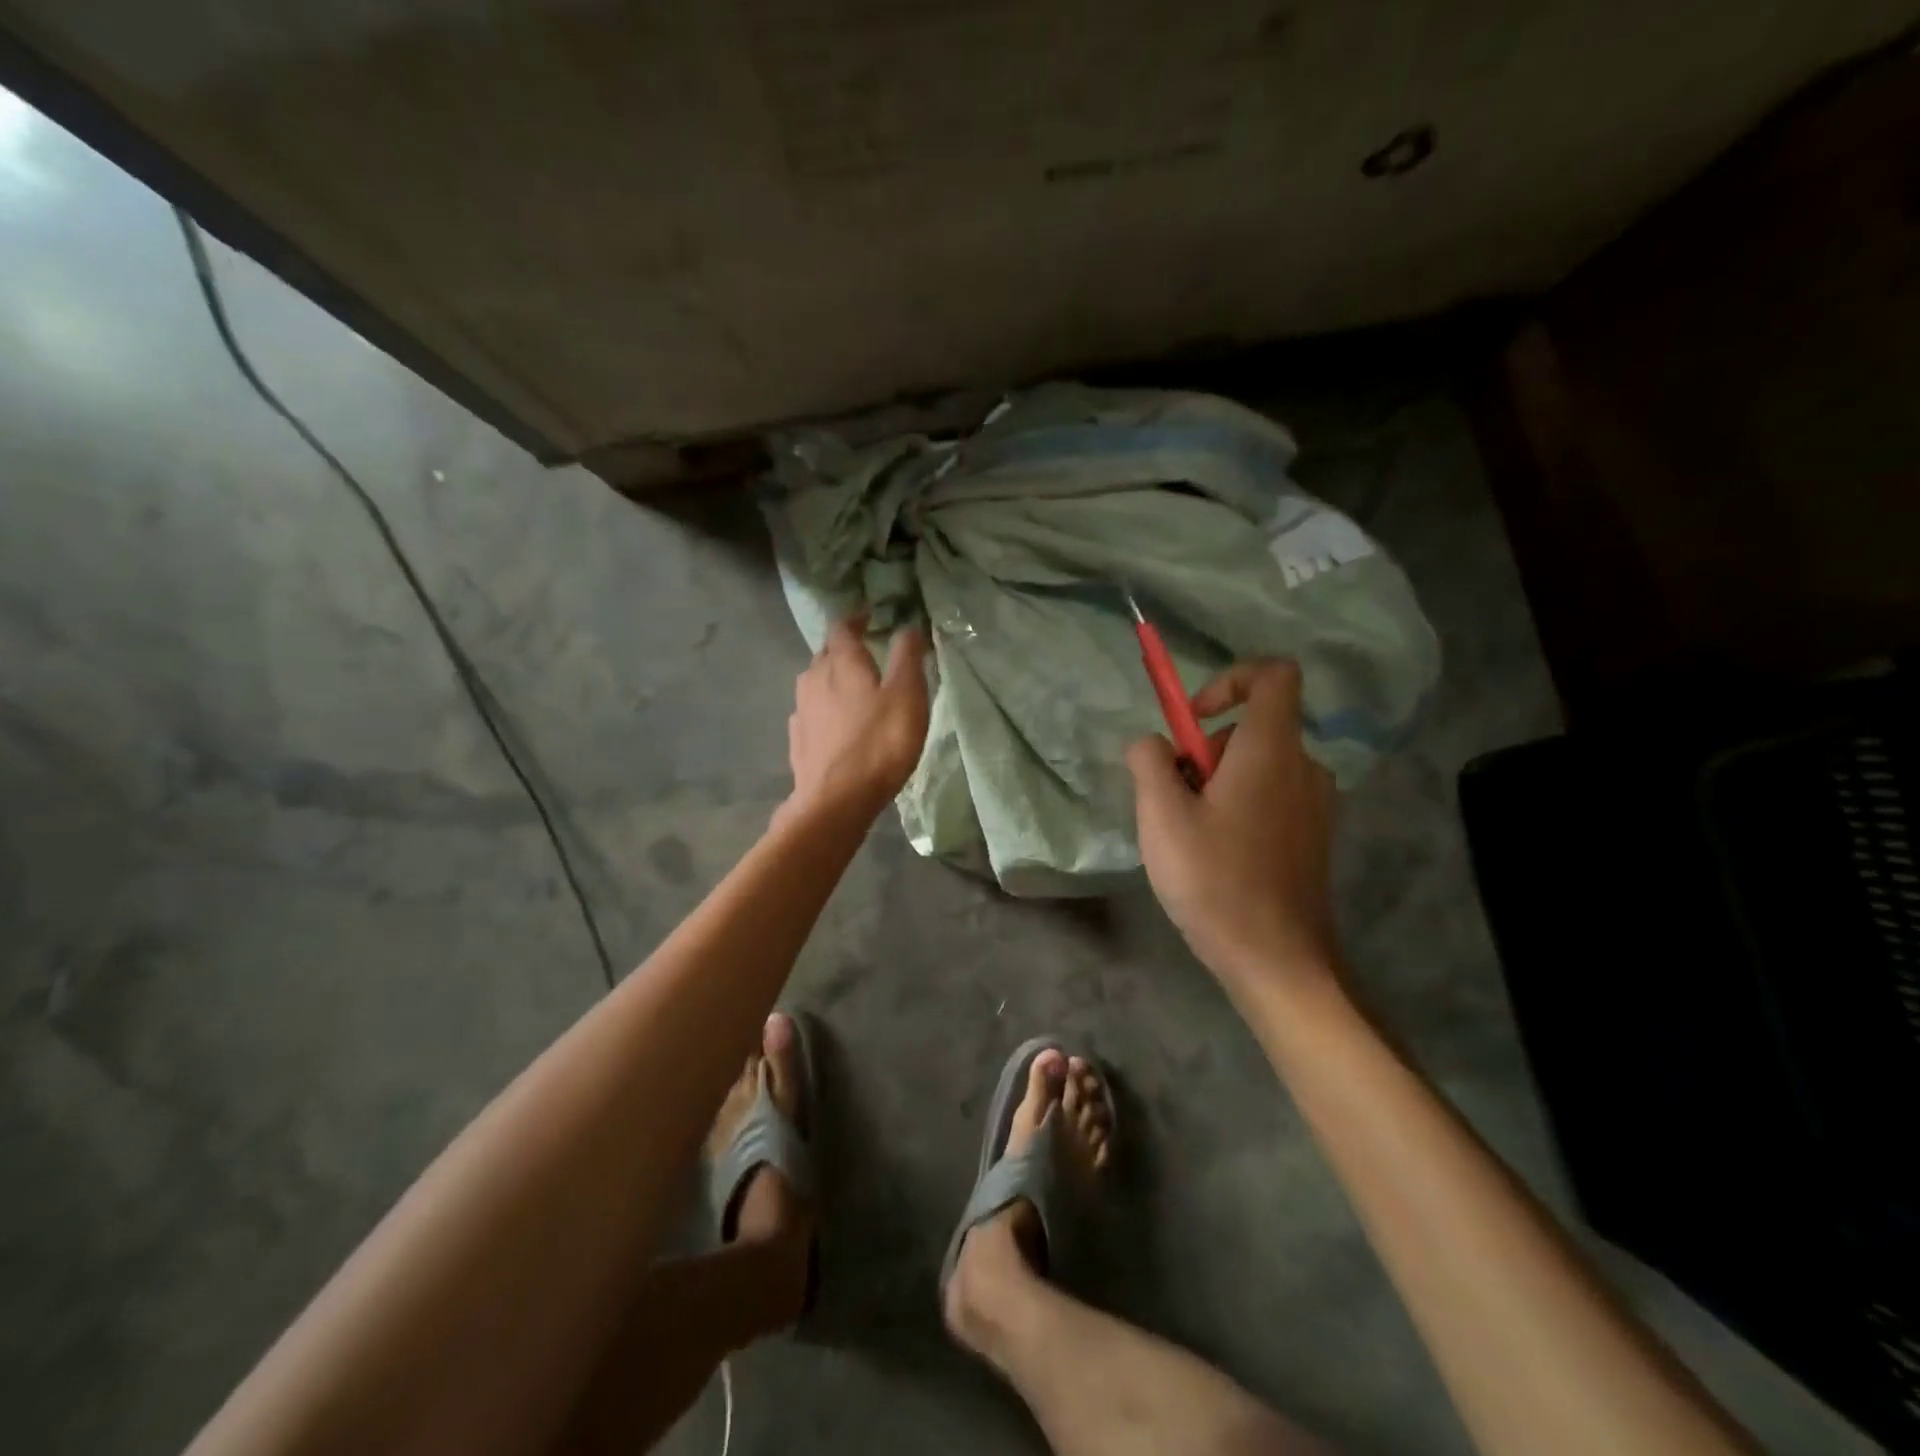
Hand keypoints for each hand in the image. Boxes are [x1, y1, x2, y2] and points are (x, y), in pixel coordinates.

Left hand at [786, 615, 930, 816]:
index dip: (857, 618)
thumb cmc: (879, 743)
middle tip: (869, 654)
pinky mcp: (798, 739)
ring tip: (856, 690)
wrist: (835, 800)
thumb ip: (908, 656)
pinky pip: (812, 713)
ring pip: (817, 683)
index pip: (842, 626)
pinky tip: (838, 725)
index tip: (871, 616)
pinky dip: (826, 710)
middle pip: (827, 654)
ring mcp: (801, 710)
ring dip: (834, 680)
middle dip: (846, 650)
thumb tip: (909, 625)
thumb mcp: (907, 695)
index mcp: (841, 661)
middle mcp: (813, 677)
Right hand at [1127, 659, 1340, 992]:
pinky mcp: (1313, 836)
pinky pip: (1270, 797)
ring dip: (1216, 784)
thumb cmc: (1216, 881)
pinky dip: (1238, 807)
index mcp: (1271, 750)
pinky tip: (1216, 857)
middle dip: (1204, 752)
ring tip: (1190, 836)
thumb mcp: (1161, 816)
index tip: (1193, 719)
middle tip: (1174, 801)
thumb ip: (1149, 762)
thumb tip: (1152, 743)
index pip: (1274, 675)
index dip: (1230, 679)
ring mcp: (1315, 804)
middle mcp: (1303, 767)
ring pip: (1255, 767)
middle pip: (1251, 728)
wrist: (1278, 961)